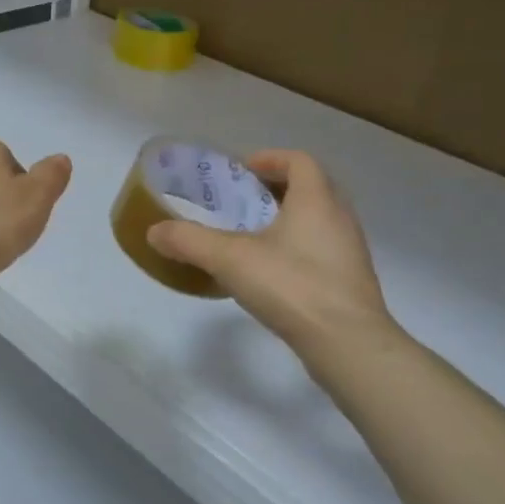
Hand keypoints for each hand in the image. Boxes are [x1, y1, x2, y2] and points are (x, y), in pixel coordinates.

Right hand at [146, 150, 394, 353]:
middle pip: (311, 188)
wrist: (347, 344)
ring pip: (319, 220)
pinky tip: (272, 271)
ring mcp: (349, 252)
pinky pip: (322, 250)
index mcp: (316, 200)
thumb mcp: (230, 259)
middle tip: (244, 201)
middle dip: (277, 189)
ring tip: (253, 236)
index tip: (242, 170)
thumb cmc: (292, 286)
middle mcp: (339, 218)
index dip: (270, 159)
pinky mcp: (350, 282)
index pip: (299, 161)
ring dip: (289, 219)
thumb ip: (189, 241)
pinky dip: (298, 248)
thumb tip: (154, 232)